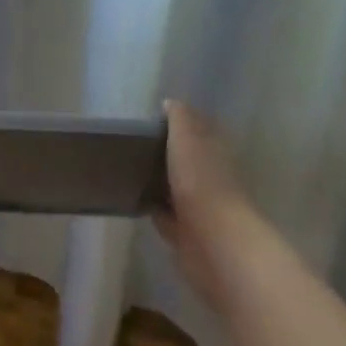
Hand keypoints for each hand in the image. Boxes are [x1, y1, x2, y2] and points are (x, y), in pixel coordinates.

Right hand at [155, 99, 253, 307]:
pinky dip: (156, 210)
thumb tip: (170, 103)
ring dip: (161, 183)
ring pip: (177, 188)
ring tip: (132, 171)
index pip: (198, 129)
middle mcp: (211, 176)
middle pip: (187, 159)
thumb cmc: (200, 181)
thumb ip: (179, 118)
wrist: (214, 242)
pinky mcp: (188, 235)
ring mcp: (201, 207)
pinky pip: (168, 217)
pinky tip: (137, 202)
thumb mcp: (186, 138)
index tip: (152, 119)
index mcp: (213, 150)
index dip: (179, 123)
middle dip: (168, 154)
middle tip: (135, 144)